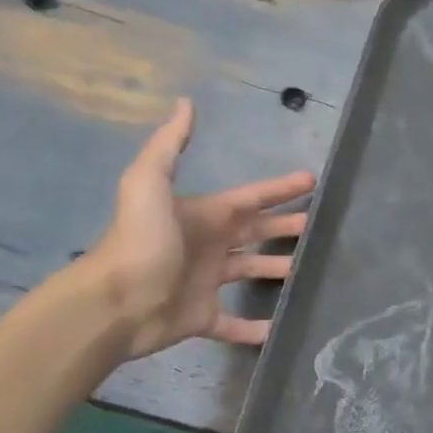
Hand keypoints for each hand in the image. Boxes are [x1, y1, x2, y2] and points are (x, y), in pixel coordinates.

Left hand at [78, 98, 314, 358]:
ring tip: (310, 272)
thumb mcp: (149, 183)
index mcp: (203, 215)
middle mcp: (208, 246)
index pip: (250, 199)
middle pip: (256, 233)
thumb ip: (169, 145)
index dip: (279, 189)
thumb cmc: (140, 241)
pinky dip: (256, 329)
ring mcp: (206, 283)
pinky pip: (235, 324)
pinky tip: (280, 329)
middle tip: (318, 227)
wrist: (114, 302)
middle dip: (285, 227)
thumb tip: (185, 103)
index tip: (311, 180)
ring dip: (277, 271)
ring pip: (251, 273)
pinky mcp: (202, 318)